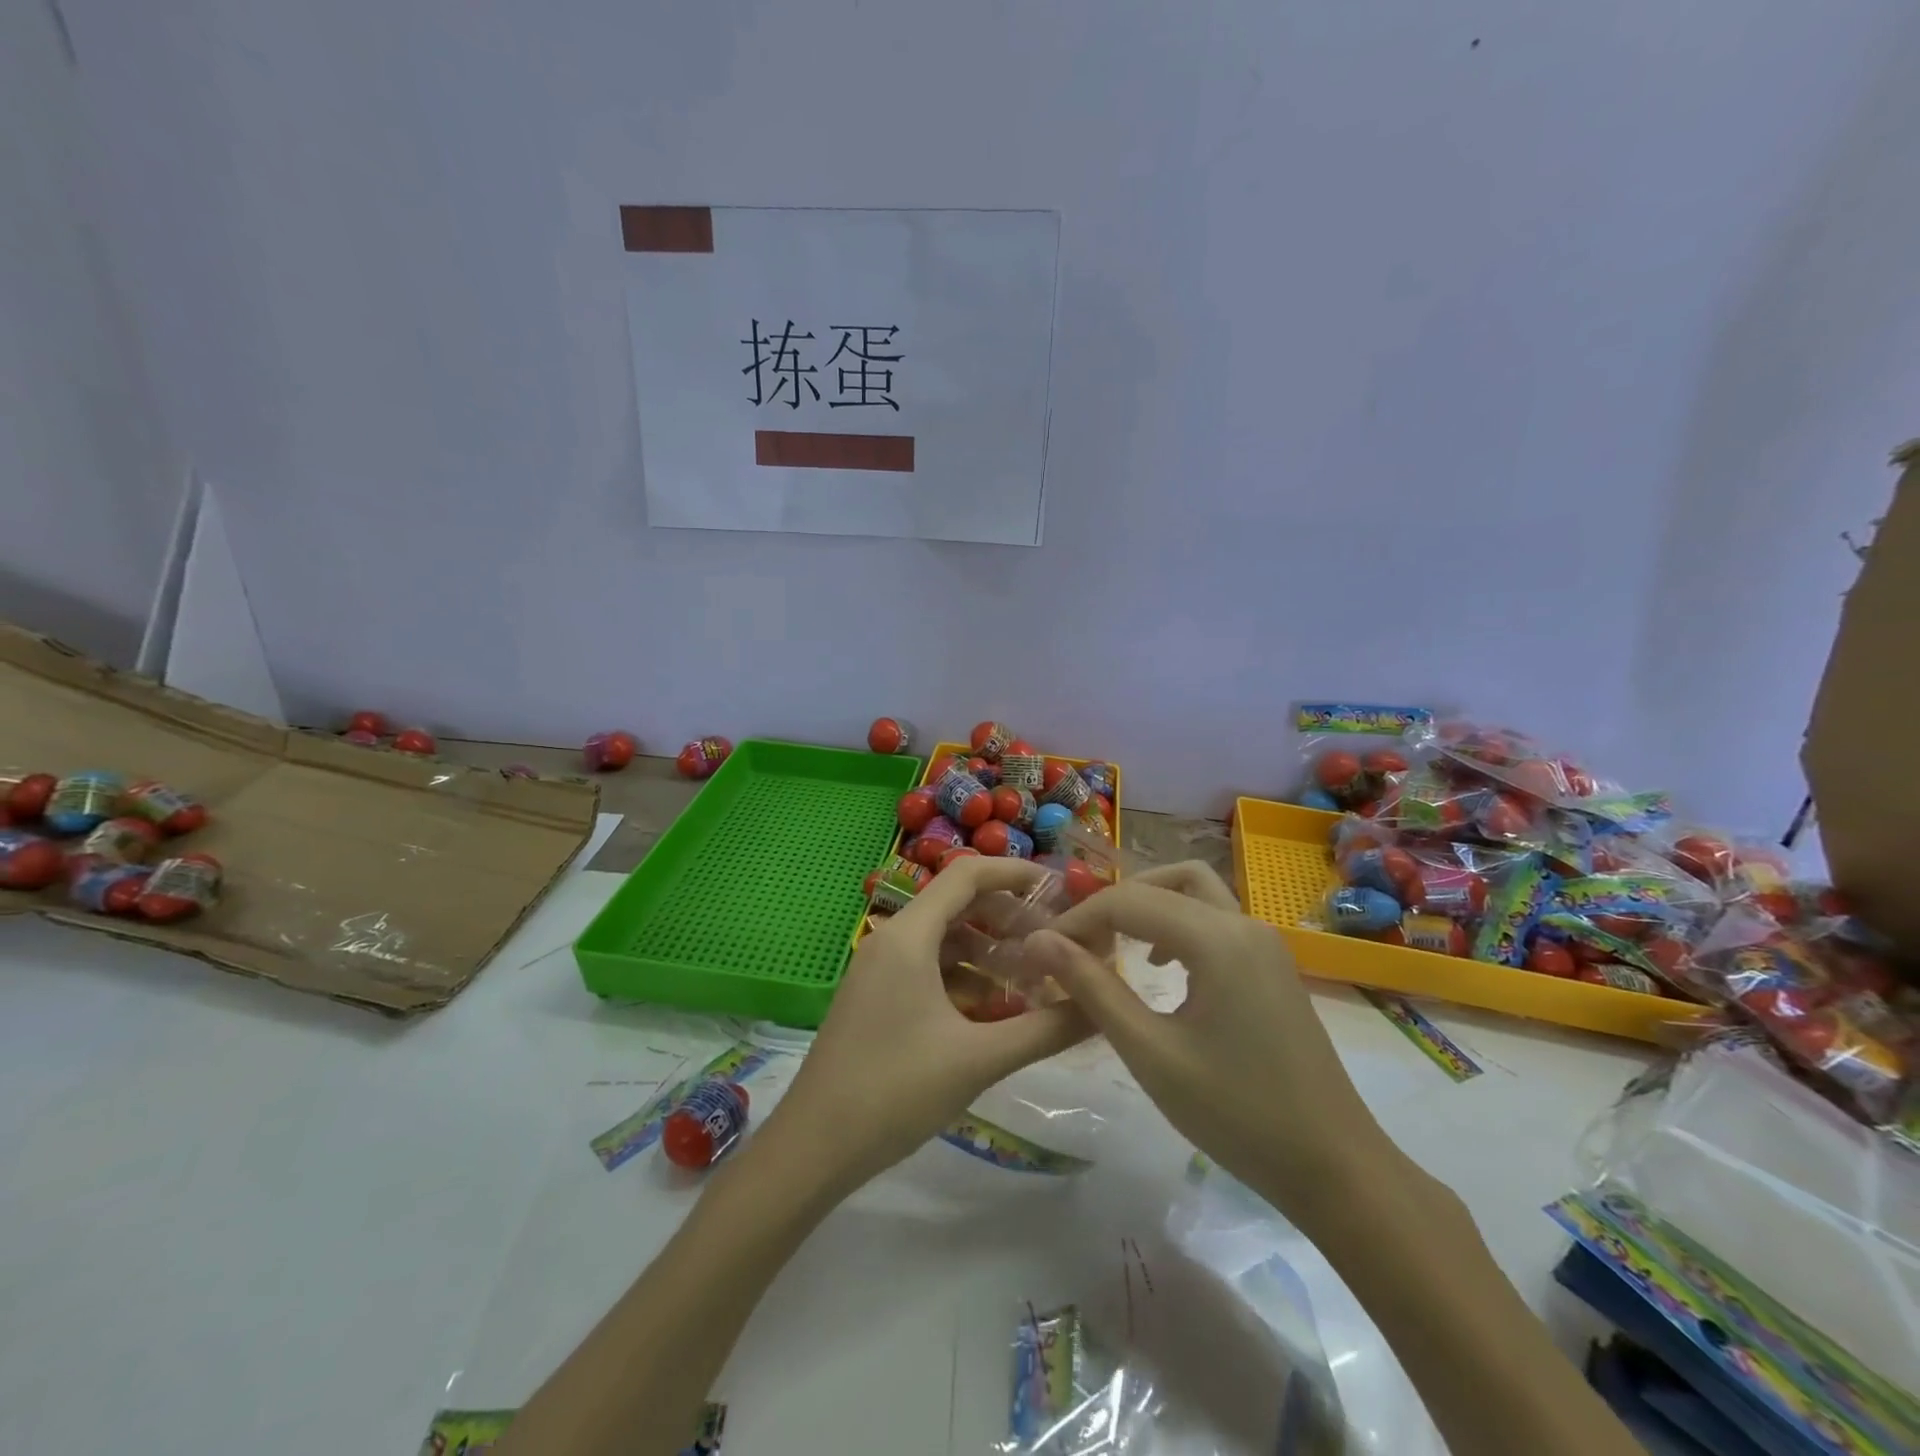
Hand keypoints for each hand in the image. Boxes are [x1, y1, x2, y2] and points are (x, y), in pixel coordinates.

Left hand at [772, 857, 1092, 1189]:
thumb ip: (1045, 1029)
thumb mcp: (978, 1058)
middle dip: (1010, 918)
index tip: (1061, 890)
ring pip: (945, 940)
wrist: (813, 1148)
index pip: (967, 875)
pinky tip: (997, 1010)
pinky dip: (966, 978)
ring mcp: (880, 969)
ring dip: (990, 952)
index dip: (1016, 873)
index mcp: (909, 936)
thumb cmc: (895, 1091)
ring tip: (1036, 979)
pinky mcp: (878, 997)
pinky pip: (929, 969)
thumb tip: (1102, 1007)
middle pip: (959, 905)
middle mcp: (892, 940)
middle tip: (1056, 943)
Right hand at [1022, 862, 1388, 1227]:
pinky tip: (1160, 970)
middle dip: (1114, 904)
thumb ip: (1092, 987)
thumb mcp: (1150, 1053)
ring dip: (1149, 907)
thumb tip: (1039, 941)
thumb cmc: (1236, 1114)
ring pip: (1194, 891)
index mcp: (1216, 939)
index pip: (1128, 901)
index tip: (1042, 952)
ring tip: (1114, 947)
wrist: (1335, 1167)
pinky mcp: (1272, 964)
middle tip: (1079, 944)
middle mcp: (1243, 924)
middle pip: (1164, 881)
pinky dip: (1178, 924)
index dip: (1078, 919)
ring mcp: (1264, 942)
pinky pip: (1215, 918)